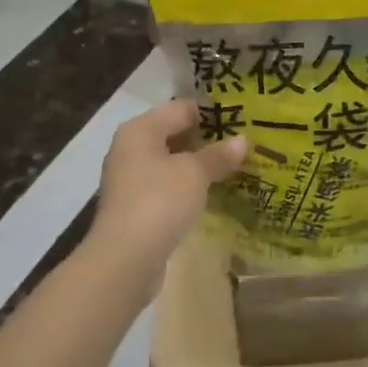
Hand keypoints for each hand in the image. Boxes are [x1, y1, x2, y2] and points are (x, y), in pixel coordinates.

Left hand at [91, 101, 245, 269]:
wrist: (125, 258)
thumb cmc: (159, 201)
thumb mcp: (195, 173)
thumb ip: (218, 155)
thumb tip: (242, 140)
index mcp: (140, 130)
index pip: (180, 108)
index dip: (211, 114)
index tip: (241, 122)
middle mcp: (130, 148)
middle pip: (173, 134)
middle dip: (206, 140)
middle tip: (242, 146)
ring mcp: (130, 179)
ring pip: (170, 162)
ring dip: (197, 165)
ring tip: (232, 168)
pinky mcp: (135, 207)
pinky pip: (166, 186)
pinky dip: (187, 186)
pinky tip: (210, 193)